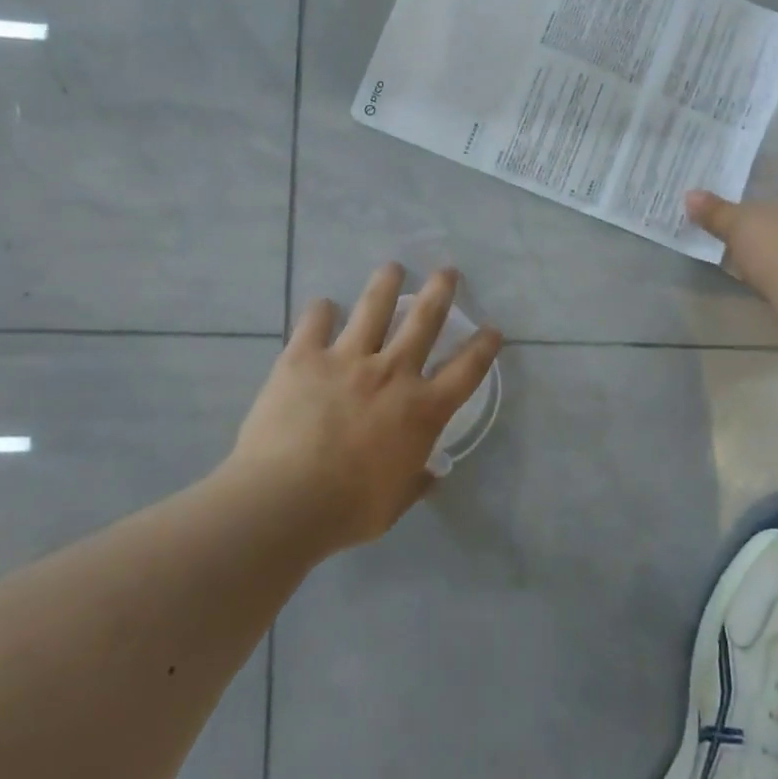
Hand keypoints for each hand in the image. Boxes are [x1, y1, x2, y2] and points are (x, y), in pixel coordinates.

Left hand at [232, 265, 502, 549]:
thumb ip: (415, 482)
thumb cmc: (347, 510)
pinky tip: (323, 305)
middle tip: (447, 271)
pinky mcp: (304, 357)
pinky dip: (320, 311)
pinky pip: (315, 323)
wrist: (285, 500)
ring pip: (374, 308)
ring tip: (393, 268)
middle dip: (441, 292)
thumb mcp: (393, 504)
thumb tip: (431, 474)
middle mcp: (392, 373)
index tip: (492, 329)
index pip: (466, 370)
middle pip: (425, 321)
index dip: (483, 347)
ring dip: (386, 284)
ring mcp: (347, 359)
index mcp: (422, 410)